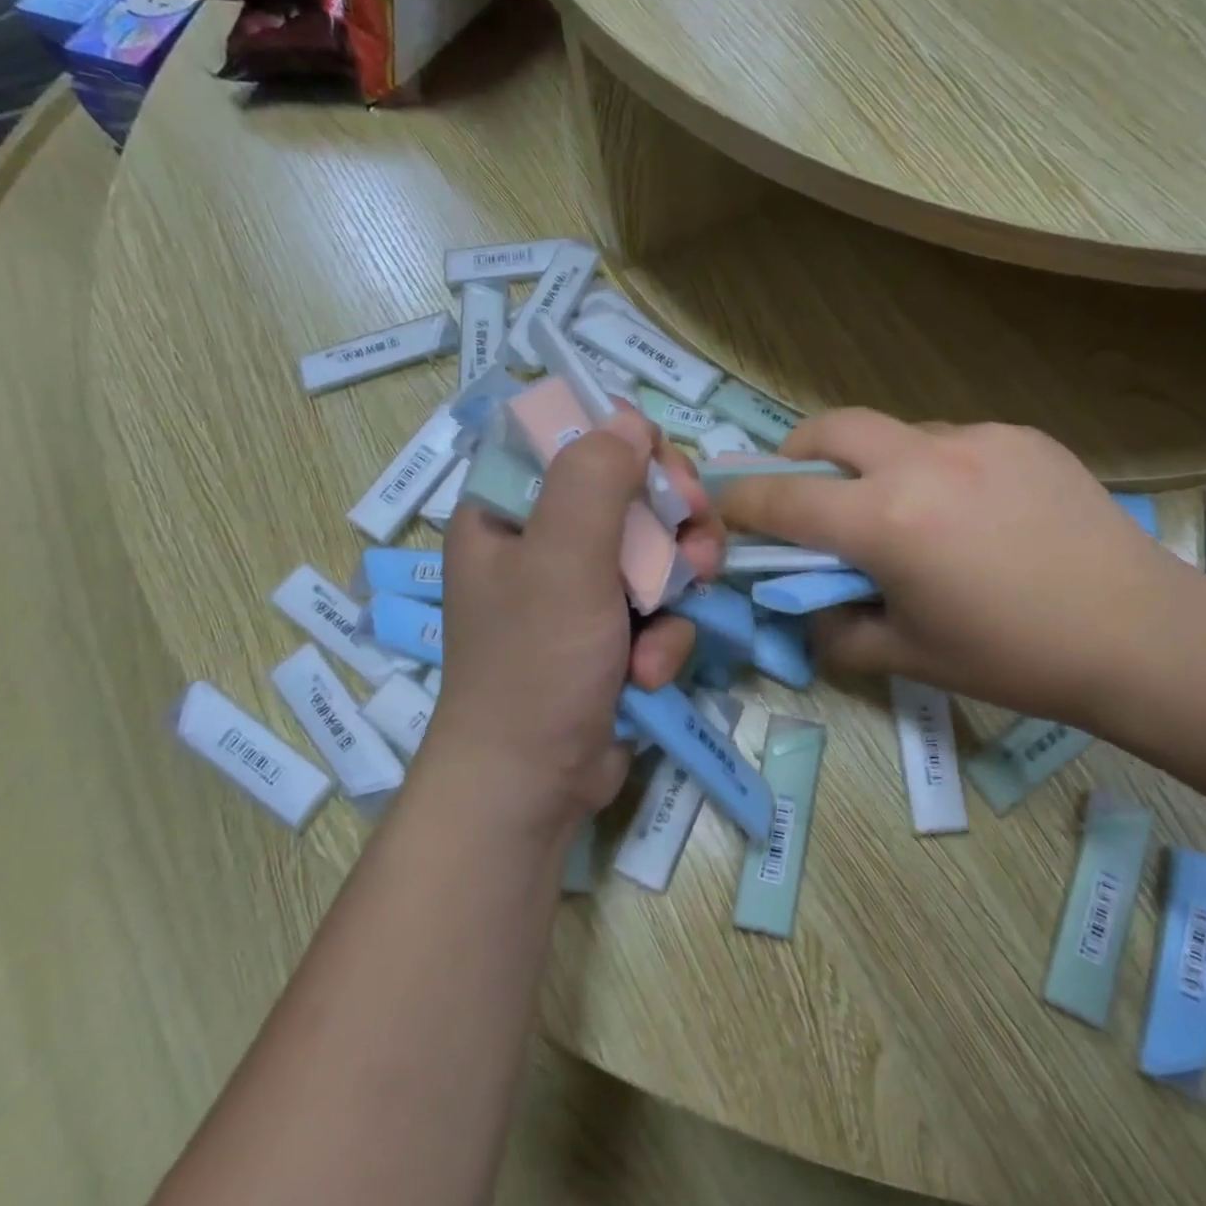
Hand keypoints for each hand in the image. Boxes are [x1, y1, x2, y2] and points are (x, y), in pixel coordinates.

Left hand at [430, 408, 723, 828]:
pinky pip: (657, 607)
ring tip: (679, 609)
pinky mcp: (610, 634)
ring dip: (677, 581)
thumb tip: (627, 418)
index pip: (570, 441)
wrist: (534, 786)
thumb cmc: (535, 665)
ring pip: (654, 550)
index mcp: (509, 512)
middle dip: (670, 520)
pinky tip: (652, 669)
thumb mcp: (561, 561)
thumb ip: (593, 481)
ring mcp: (578, 591)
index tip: (663, 471)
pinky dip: (664, 635)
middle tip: (696, 541)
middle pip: (626, 494)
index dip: (623, 444)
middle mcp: (541, 543)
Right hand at [716, 409, 1190, 725]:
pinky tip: (966, 510)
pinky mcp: (1021, 435)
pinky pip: (950, 440)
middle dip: (798, 453)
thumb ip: (838, 629)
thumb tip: (811, 605)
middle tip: (803, 488)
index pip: (785, 500)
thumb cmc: (1013, 656)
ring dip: (873, 461)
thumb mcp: (908, 656)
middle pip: (830, 428)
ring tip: (901, 509)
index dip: (742, 500)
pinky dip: (931, 466)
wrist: (1138, 634)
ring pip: (894, 432)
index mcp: (886, 520)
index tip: (723, 501)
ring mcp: (976, 438)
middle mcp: (922, 461)